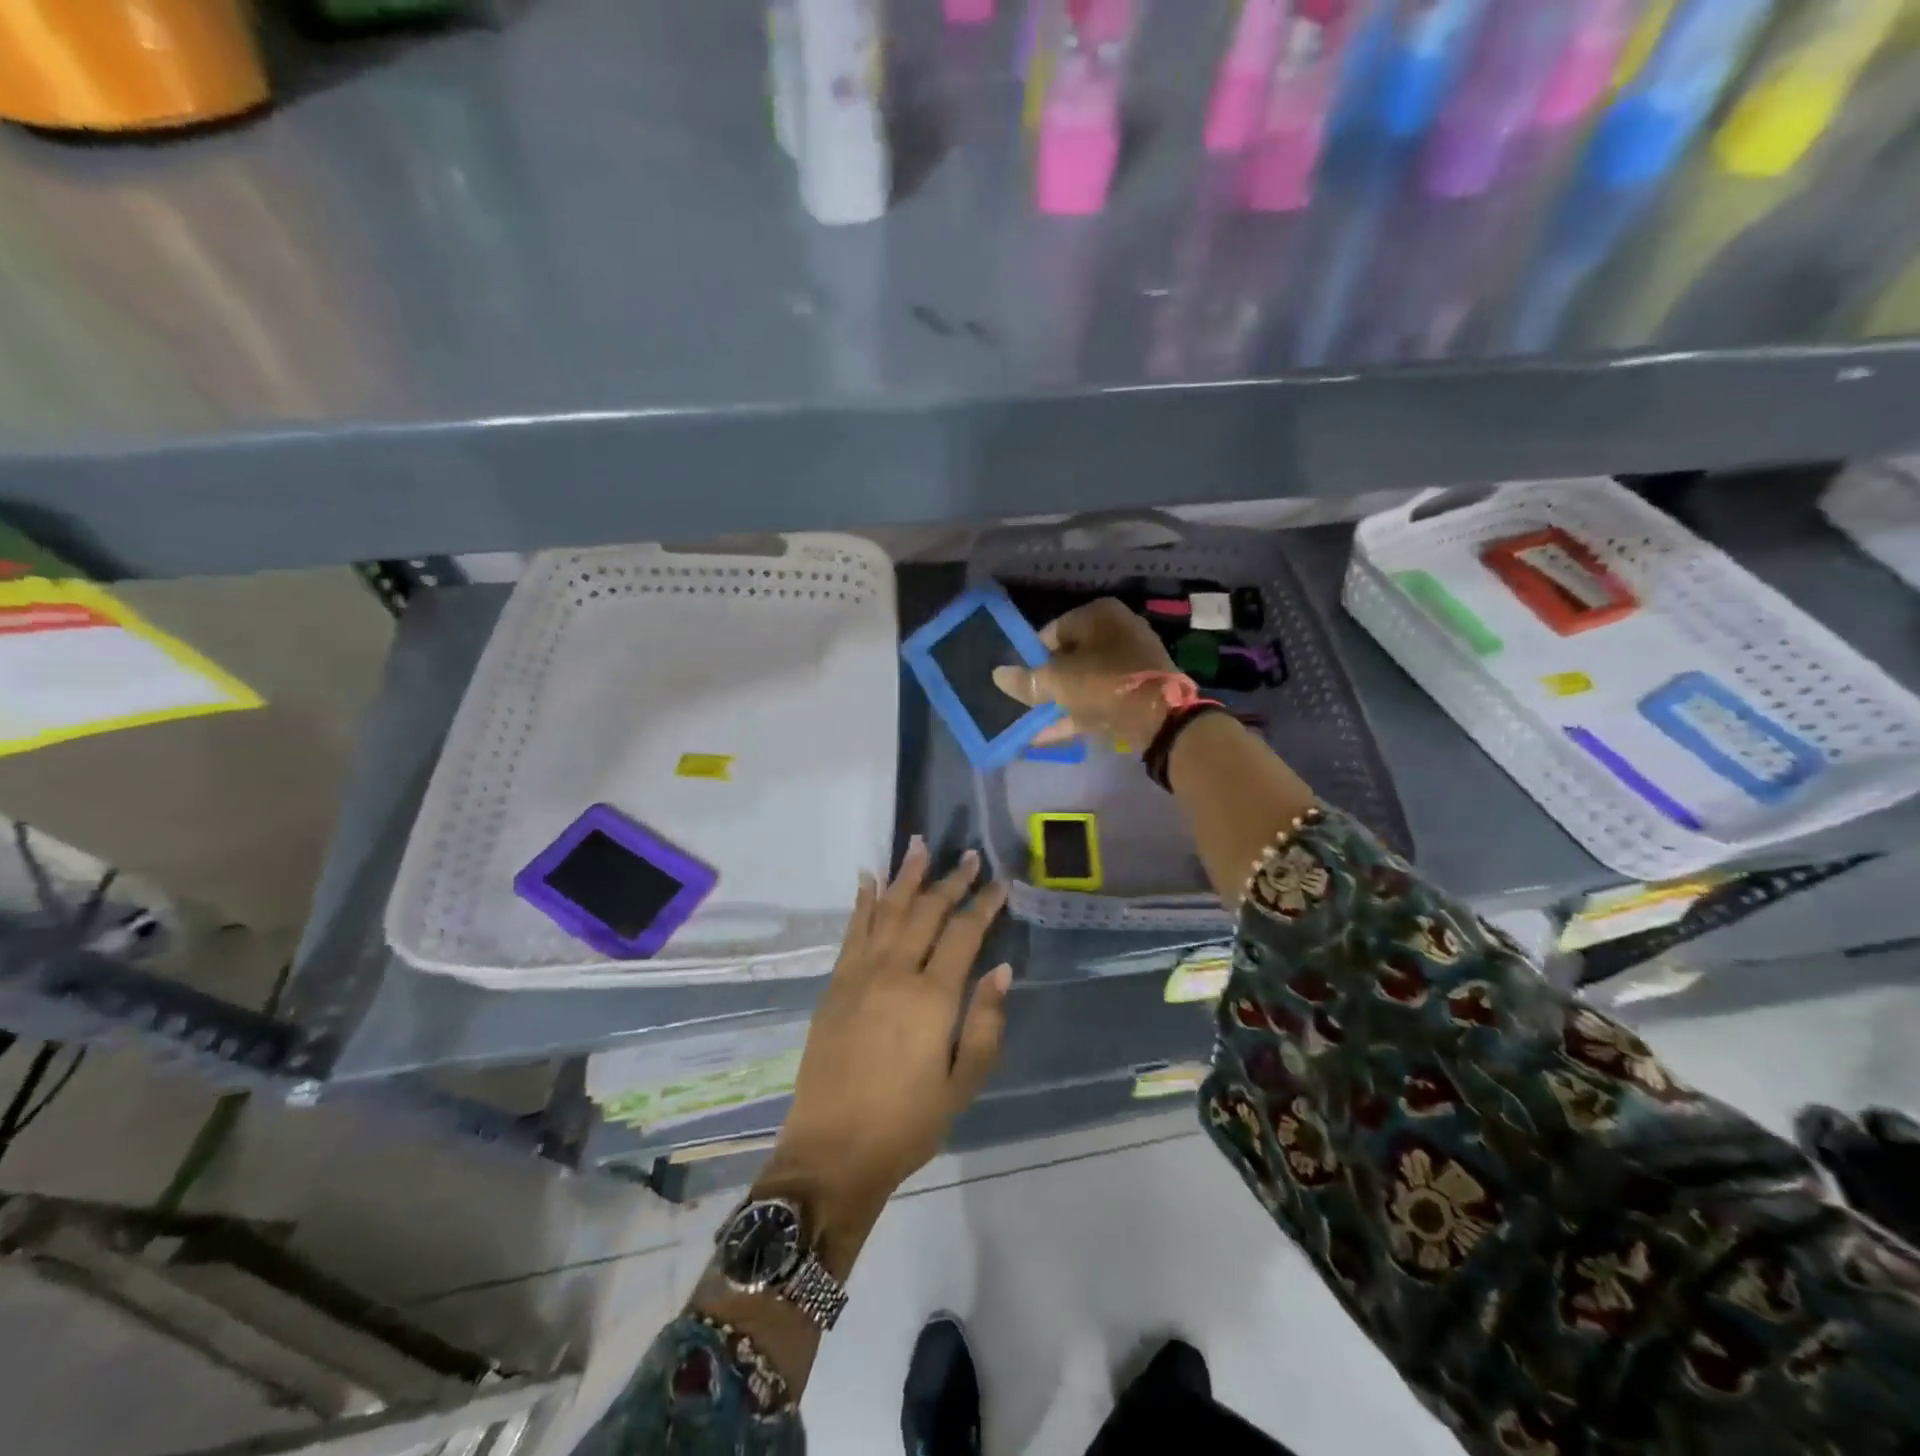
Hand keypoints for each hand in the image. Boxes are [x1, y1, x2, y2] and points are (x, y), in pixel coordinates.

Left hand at [757, 842, 1011, 1269]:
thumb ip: (985, 1024)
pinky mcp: (835, 984)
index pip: (963, 934)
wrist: (831, 1152)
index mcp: (931, 998)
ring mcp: (859, 974)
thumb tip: (1001, 970)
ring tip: (920, 845)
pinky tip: (869, 879)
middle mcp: (894, 973)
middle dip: (951, 881)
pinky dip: (863, 901)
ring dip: (906, 876)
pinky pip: (853, 930)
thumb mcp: (962, 1086)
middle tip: (970, 857)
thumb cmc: (906, 1125)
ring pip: (888, 911)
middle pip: (926, 912)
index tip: (1000, 884)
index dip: (984, 906)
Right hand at [991, 597, 1178, 747]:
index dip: (1032, 654)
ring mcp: (1132, 663)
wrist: (1161, 716)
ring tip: (1032, 721)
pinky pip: (1099, 700)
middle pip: (1070, 656)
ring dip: (1059, 701)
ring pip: (1085, 681)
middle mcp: (1118, 631)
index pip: (1054, 629)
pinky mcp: (1139, 692)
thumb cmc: (1103, 682)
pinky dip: (1076, 715)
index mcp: (1100, 615)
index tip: (1020, 676)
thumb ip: (1026, 680)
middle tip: (1027, 700)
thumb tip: (998, 675)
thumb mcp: (1056, 681)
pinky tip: (1047, 735)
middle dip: (1047, 680)